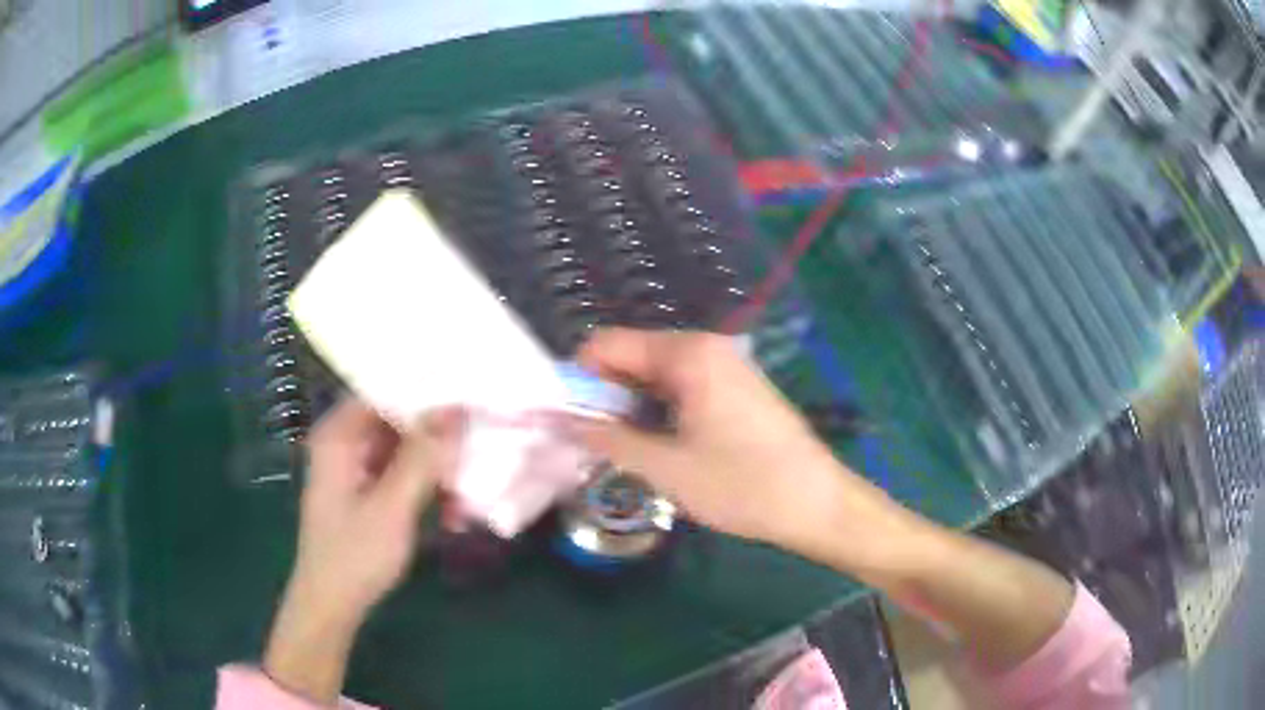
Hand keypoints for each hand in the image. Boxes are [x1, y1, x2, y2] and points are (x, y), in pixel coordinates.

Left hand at [264, 398, 462, 701]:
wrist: (332, 604)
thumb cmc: (355, 555)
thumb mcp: (392, 506)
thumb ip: (422, 457)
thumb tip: (456, 409)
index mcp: (339, 435)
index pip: (384, 390)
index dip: (425, 389)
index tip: (467, 392)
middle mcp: (344, 442)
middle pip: (395, 417)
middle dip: (435, 428)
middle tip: (480, 430)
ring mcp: (354, 466)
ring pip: (401, 445)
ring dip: (434, 458)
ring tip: (472, 465)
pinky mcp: (365, 489)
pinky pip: (400, 470)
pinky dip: (424, 480)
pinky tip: (453, 498)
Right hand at [572, 329, 915, 570]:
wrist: (818, 504)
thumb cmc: (743, 485)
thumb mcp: (666, 467)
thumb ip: (607, 437)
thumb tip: (560, 420)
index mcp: (687, 354)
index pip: (607, 344)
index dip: (578, 379)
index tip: (566, 420)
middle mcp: (705, 347)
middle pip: (631, 358)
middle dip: (604, 396)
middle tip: (592, 444)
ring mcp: (724, 366)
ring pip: (654, 376)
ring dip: (630, 408)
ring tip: (622, 452)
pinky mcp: (735, 388)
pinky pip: (680, 388)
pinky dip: (658, 411)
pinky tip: (658, 447)